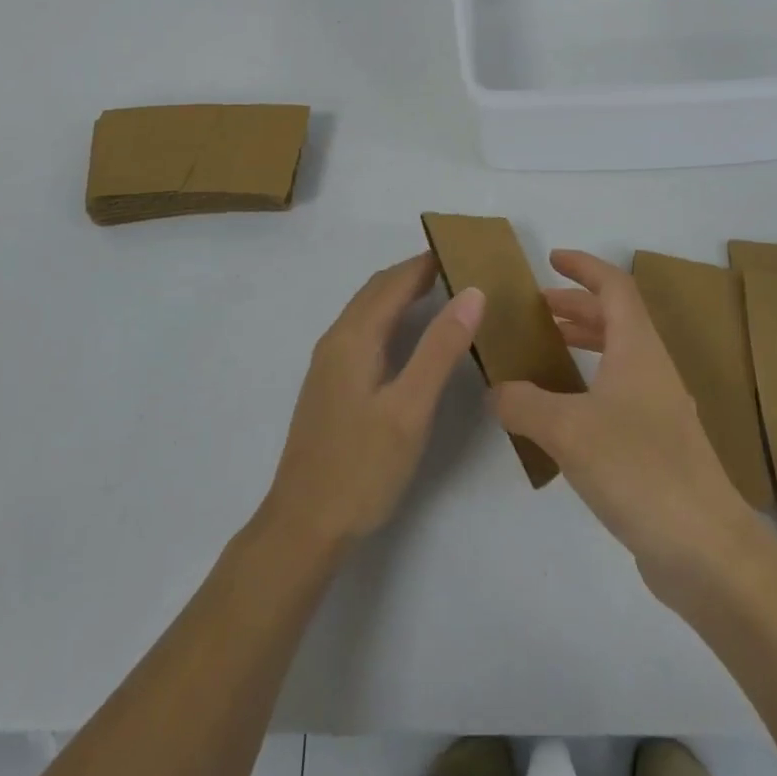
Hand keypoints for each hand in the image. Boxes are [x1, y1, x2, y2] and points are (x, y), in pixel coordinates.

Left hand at [263, 253, 484, 550]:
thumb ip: (440, 348)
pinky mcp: (329, 385)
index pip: (394, 282)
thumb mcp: (411, 408)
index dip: (426, 262)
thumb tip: (472, 293)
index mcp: (354, 338)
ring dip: (399, 293)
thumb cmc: (362, 467)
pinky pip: (362, 330)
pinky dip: (388, 316)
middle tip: (457, 267)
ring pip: (366, 310)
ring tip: (439, 292)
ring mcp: (328, 364)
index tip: (462, 249)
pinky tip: (406, 337)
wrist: (303, 526)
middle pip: (376, 290)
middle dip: (413, 272)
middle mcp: (336, 340)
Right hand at [494, 250, 755, 596]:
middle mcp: (652, 370)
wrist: (706, 550)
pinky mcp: (658, 448)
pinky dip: (588, 385)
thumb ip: (523, 403)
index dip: (584, 266)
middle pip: (616, 319)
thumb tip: (496, 391)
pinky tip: (561, 414)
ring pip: (618, 358)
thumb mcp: (566, 429)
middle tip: (537, 309)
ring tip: (545, 352)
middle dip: (576, 306)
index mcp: (638, 349)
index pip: (614, 287)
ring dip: (583, 344)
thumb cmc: (638, 468)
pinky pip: (618, 395)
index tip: (552, 258)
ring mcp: (660, 410)